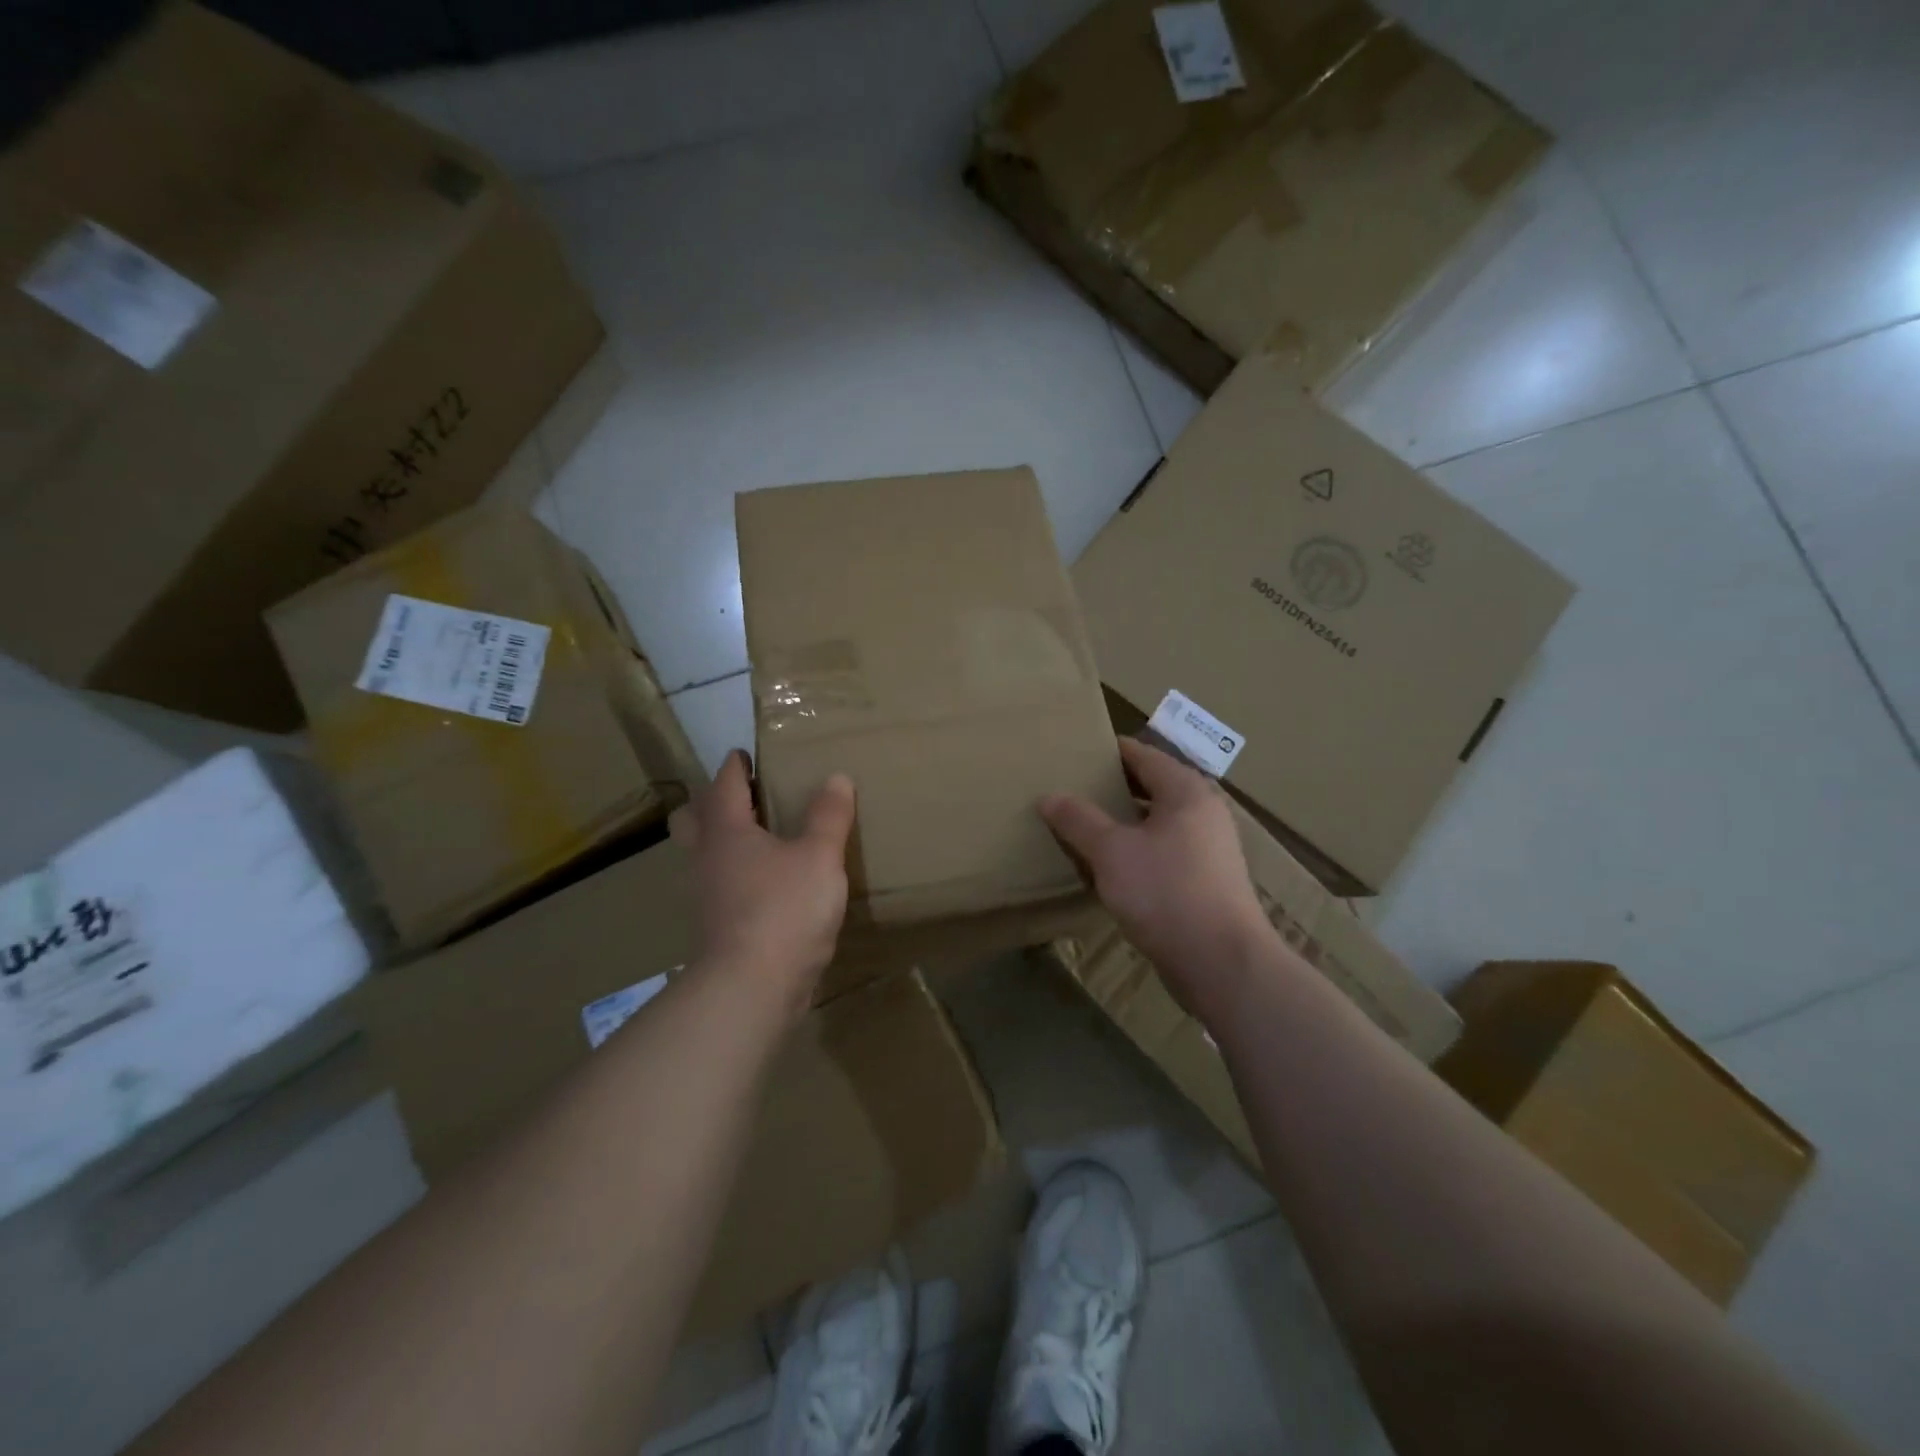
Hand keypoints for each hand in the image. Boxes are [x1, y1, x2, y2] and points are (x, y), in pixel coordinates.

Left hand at [669, 751, 855, 1009]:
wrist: (753, 987)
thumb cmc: (784, 909)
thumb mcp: (820, 856)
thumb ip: (829, 816)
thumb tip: (837, 778)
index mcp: (727, 832)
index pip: (725, 786)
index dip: (735, 766)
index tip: (744, 754)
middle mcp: (708, 859)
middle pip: (693, 820)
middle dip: (709, 803)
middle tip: (741, 798)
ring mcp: (708, 896)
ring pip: (704, 856)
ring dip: (721, 841)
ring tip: (758, 839)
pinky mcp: (719, 927)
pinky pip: (722, 887)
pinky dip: (737, 876)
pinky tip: (766, 885)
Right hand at [1040, 739, 1272, 1014]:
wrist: (1221, 963)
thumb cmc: (1166, 892)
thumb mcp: (1112, 852)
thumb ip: (1079, 820)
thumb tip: (1049, 796)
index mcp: (1186, 792)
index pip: (1143, 755)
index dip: (1110, 751)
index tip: (1077, 751)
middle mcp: (1203, 812)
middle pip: (1152, 787)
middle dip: (1113, 787)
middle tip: (1072, 787)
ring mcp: (1209, 849)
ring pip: (1157, 822)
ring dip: (1124, 822)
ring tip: (1083, 825)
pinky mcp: (1206, 881)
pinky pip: (1164, 851)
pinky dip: (1137, 849)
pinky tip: (1110, 866)